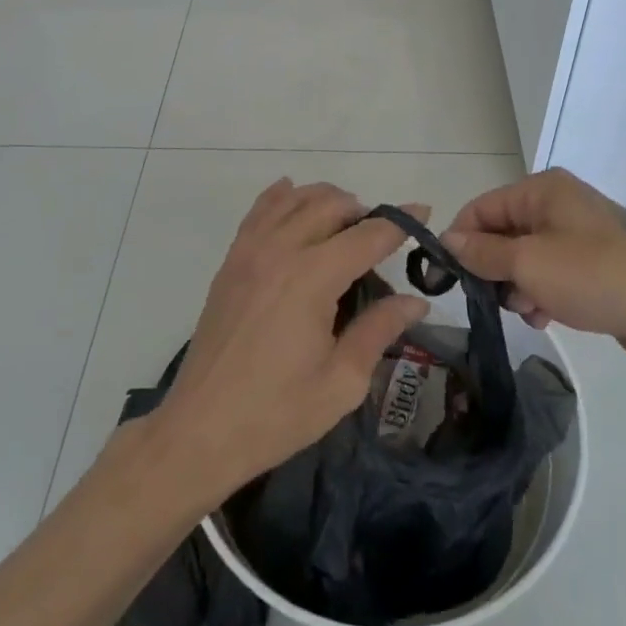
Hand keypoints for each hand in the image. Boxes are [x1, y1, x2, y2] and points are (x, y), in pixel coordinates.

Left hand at [154, 181, 430, 496]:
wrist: (200, 429)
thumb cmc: (277, 412)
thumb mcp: (342, 381)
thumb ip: (379, 329)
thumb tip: (417, 301)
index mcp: (313, 278)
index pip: (368, 234)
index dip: (400, 222)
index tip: (424, 213)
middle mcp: (281, 251)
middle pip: (330, 204)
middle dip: (363, 211)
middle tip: (382, 241)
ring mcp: (249, 252)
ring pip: (294, 199)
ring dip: (326, 200)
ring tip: (345, 224)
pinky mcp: (231, 262)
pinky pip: (258, 211)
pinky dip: (281, 197)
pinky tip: (293, 196)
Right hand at [442, 168, 625, 378]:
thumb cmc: (596, 276)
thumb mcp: (530, 263)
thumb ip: (484, 253)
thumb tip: (448, 240)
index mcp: (543, 190)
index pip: (482, 208)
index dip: (462, 240)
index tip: (446, 278)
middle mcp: (560, 206)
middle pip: (504, 234)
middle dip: (493, 268)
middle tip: (494, 299)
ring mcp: (580, 238)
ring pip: (527, 259)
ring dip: (518, 287)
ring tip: (529, 311)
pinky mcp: (596, 268)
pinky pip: (552, 276)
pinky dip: (542, 295)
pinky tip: (546, 318)